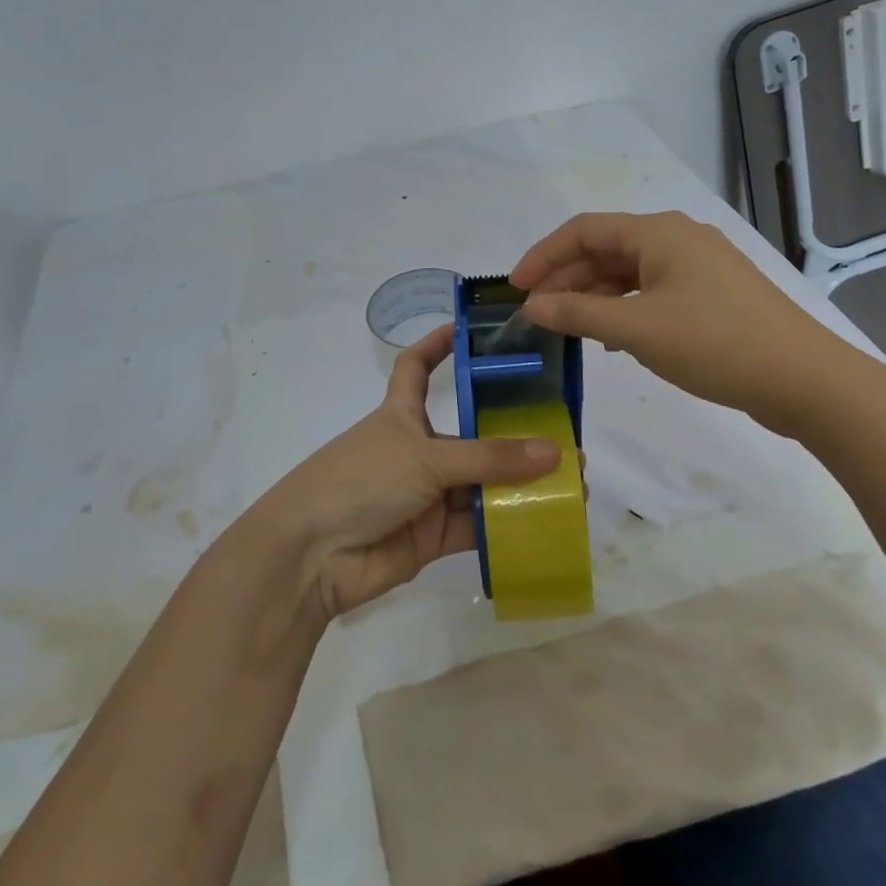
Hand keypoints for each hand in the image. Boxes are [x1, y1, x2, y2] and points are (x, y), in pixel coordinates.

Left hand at [257, 325, 559, 619]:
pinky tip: (549, 520)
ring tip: (574, 484)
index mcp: (401, 414)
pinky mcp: (433, 537)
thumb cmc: (359, 481)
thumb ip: (489, 458)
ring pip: (481, 483)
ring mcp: (426, 495)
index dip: (438, 345)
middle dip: (514, 435)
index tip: (470, 329)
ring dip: (522, 484)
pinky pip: (478, 525)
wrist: (311, 556)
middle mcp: (417, 450)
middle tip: (566, 437)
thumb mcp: (424, 457)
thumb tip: (555, 452)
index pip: (417, 367)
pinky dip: (509, 524)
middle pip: (470, 434)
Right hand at [510, 211, 880, 437]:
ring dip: (593, 295)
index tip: (515, 288)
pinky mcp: (711, 294)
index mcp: (659, 232)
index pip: (584, 230)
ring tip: (564, 327)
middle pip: (605, 249)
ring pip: (628, 271)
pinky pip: (651, 289)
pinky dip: (623, 307)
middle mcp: (677, 238)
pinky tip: (610, 336)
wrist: (805, 380)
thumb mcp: (637, 330)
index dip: (543, 255)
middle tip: (534, 312)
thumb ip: (578, 314)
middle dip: (566, 278)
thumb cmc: (715, 344)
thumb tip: (532, 305)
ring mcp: (698, 266)